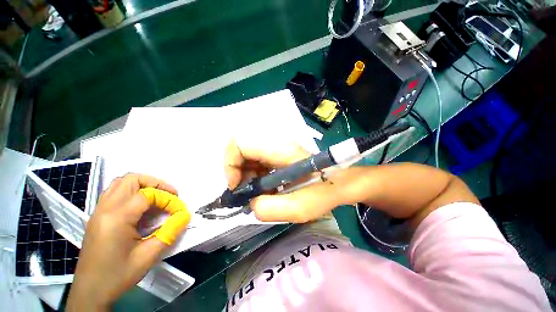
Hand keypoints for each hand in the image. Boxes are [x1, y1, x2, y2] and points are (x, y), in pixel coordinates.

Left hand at [67, 174, 186, 310]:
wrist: (90, 292)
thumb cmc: (118, 276)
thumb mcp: (149, 256)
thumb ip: (170, 231)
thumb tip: (185, 215)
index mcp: (116, 218)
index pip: (147, 195)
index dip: (168, 199)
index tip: (179, 211)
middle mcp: (104, 209)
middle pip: (131, 179)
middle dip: (155, 183)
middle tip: (170, 194)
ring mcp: (98, 212)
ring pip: (121, 183)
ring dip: (143, 185)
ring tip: (158, 198)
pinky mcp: (98, 216)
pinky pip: (115, 193)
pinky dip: (132, 192)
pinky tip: (142, 208)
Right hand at [224, 139, 348, 222]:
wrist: (339, 182)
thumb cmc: (324, 191)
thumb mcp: (301, 207)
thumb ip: (271, 209)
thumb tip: (251, 204)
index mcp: (280, 149)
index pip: (240, 143)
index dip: (231, 164)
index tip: (237, 187)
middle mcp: (276, 143)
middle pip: (241, 148)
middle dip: (237, 172)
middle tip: (246, 192)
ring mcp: (277, 148)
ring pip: (248, 155)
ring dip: (246, 175)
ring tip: (257, 192)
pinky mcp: (278, 154)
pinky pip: (257, 160)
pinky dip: (254, 175)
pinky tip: (264, 188)